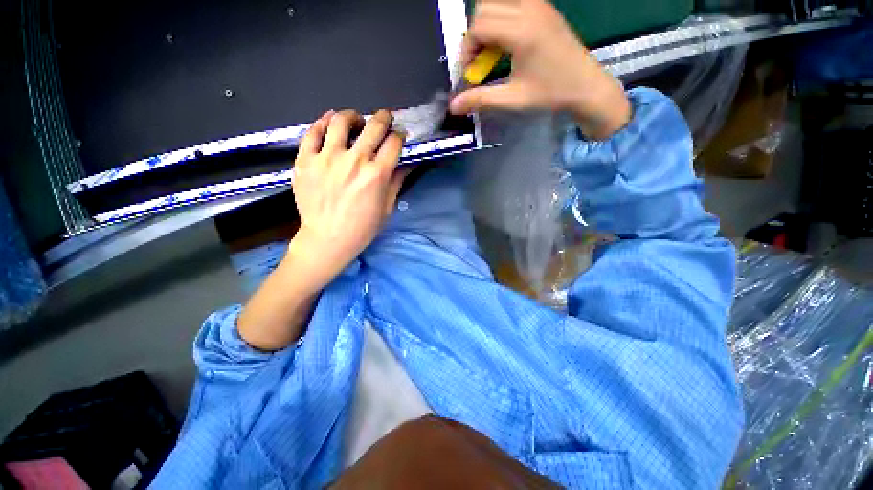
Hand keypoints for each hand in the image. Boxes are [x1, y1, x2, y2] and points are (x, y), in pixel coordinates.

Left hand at [289, 109, 408, 288]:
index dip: (400, 135)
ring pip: (341, 121)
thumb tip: (408, 164)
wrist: (328, 239)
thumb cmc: (362, 227)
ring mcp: (327, 158)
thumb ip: (397, 182)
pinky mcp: (306, 160)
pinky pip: (313, 132)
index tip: (399, 135)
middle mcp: (354, 160)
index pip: (394, 142)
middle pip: (373, 126)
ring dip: (353, 116)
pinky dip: (323, 122)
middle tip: (384, 117)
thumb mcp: (387, 207)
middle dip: (383, 117)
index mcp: (377, 174)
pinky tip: (330, 122)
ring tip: (355, 120)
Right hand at [449, 0, 630, 139]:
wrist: (586, 85)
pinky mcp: (543, 7)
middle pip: (483, 8)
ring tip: (492, 52)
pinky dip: (500, 20)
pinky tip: (506, 43)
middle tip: (479, 62)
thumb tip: (453, 106)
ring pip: (497, 2)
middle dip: (474, 36)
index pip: (478, 26)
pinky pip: (512, 3)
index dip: (467, 50)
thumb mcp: (513, 99)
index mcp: (522, 31)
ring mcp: (538, 4)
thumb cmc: (550, 94)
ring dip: (486, 25)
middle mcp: (529, 9)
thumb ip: (481, 100)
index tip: (470, 73)